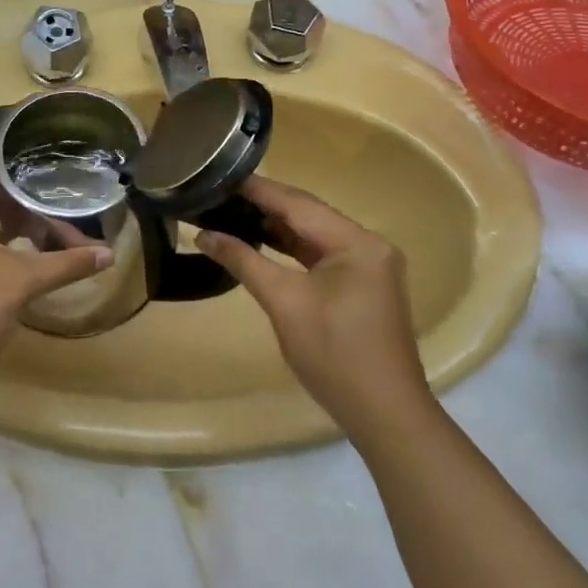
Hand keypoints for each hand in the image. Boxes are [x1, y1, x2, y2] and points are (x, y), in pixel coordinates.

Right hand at [196, 177, 427, 434]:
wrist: (383, 413)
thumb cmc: (334, 354)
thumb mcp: (284, 302)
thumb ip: (243, 261)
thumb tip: (203, 235)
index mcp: (357, 242)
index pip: (299, 204)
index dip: (258, 189)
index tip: (220, 174)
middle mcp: (369, 245)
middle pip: (309, 215)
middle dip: (265, 204)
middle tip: (221, 192)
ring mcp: (370, 265)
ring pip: (315, 235)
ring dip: (277, 226)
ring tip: (233, 211)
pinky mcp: (363, 285)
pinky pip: (322, 255)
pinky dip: (293, 249)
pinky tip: (262, 240)